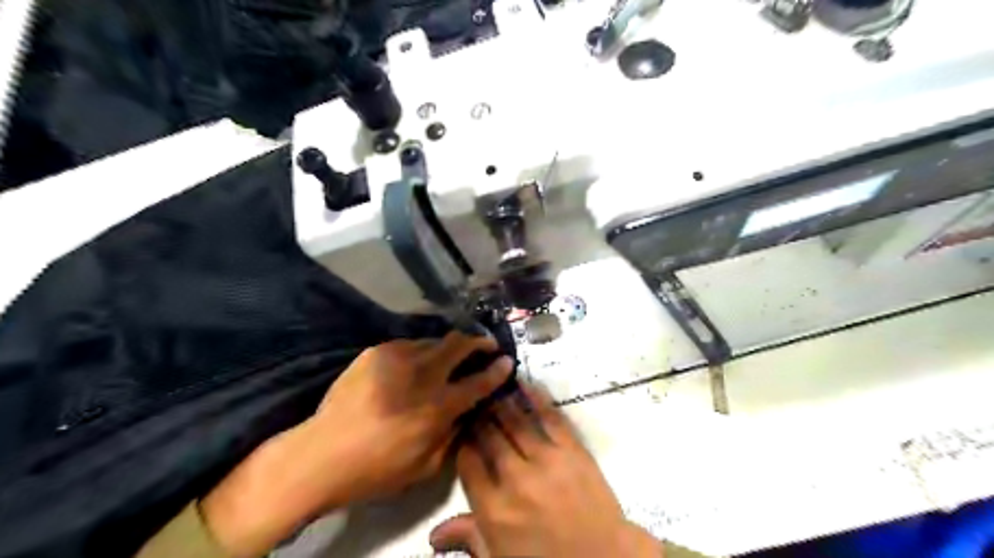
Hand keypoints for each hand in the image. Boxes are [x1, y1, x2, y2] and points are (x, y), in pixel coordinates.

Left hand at [200, 334, 512, 555]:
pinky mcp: (375, 352)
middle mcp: (420, 375)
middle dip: (478, 342)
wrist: (320, 455)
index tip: (507, 361)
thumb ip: (453, 434)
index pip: (477, 382)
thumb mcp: (424, 466)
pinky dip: (420, 352)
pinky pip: (408, 345)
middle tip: (485, 345)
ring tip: (450, 355)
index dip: (497, 370)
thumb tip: (467, 411)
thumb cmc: (375, 469)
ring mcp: (395, 358)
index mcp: (436, 407)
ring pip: (434, 340)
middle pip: (458, 345)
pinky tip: (415, 364)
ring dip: (448, 347)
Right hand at [429, 389, 658, 556]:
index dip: (463, 441)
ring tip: (493, 386)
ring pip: (515, 421)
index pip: (468, 461)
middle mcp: (515, 479)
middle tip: (475, 400)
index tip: (462, 428)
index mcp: (493, 509)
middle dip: (479, 416)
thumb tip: (432, 535)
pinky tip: (523, 383)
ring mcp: (546, 460)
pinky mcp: (572, 449)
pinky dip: (535, 397)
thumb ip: (468, 538)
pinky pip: (550, 417)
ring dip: (501, 401)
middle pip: (489, 436)